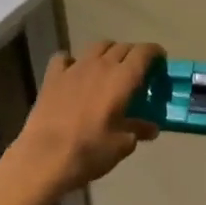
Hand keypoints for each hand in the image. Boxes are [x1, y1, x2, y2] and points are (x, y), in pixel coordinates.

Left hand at [11, 40, 162, 196]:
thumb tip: (151, 128)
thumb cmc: (90, 151)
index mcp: (122, 78)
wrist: (45, 157)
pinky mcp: (52, 76)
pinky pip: (64, 58)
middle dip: (133, 54)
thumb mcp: (122, 144)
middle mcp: (100, 65)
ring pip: (96, 46)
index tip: (160, 60)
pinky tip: (74, 73)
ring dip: (108, 52)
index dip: (155, 52)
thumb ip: (138, 130)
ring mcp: (74, 68)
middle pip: (122, 47)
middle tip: (137, 71)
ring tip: (110, 68)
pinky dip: (73, 61)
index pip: (144, 52)